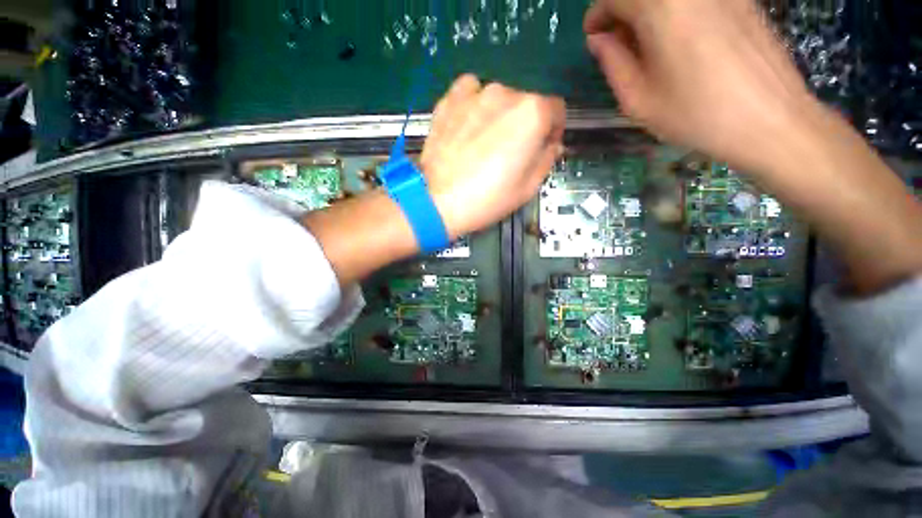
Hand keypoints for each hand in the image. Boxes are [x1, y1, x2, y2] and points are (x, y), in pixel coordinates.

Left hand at [420, 74, 566, 238]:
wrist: (438, 201)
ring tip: (485, 143)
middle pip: (526, 104)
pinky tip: (468, 126)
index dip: (553, 130)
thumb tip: (551, 146)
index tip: (543, 147)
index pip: (556, 110)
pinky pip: (470, 93)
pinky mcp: (449, 99)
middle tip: (510, 153)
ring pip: (499, 99)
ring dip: (499, 116)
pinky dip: (474, 105)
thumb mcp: (528, 187)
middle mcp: (506, 94)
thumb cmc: (487, 198)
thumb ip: (547, 159)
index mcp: (532, 114)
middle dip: (524, 126)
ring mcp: (475, 93)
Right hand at [584, 0, 816, 174]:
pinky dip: (677, 11)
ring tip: (647, 45)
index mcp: (661, 7)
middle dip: (623, 10)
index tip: (593, 37)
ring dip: (649, 12)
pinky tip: (679, 40)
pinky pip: (696, 0)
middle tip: (618, 43)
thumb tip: (599, 39)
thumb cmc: (695, 114)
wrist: (770, 120)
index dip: (597, 14)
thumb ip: (612, 62)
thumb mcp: (638, 98)